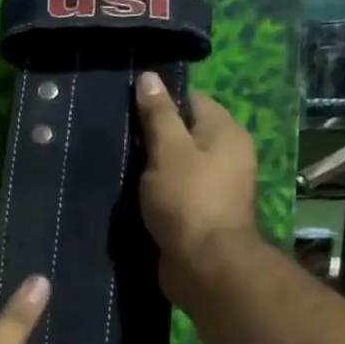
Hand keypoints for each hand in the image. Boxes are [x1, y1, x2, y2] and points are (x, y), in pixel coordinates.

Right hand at [134, 72, 259, 304]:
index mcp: (226, 133)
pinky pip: (174, 193)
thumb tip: (149, 78)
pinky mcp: (200, 215)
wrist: (204, 265)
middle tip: (118, 139)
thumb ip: (158, 115)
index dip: (161, 102)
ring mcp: (215, 188)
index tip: (128, 110)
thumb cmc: (188, 199)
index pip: (192, 101)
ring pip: (177, 166)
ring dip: (151, 169)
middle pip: (184, 134)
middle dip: (153, 137)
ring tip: (118, 166)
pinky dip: (156, 193)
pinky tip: (131, 195)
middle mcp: (227, 156)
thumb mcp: (167, 150)